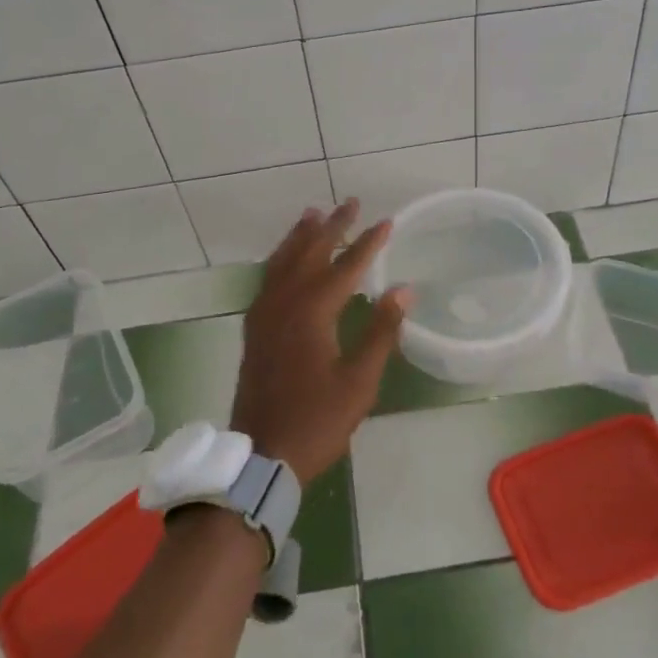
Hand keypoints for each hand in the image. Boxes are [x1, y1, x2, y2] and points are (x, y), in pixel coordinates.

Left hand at [232, 200, 408, 483]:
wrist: (262, 454)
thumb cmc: (317, 420)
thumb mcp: (359, 381)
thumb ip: (381, 332)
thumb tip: (403, 289)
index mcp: (313, 312)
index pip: (346, 266)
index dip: (368, 243)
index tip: (387, 222)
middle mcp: (285, 303)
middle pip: (310, 253)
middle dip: (333, 226)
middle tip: (350, 203)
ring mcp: (265, 314)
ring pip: (283, 261)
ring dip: (301, 236)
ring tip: (314, 214)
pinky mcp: (255, 328)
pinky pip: (268, 279)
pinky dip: (280, 259)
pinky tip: (285, 259)